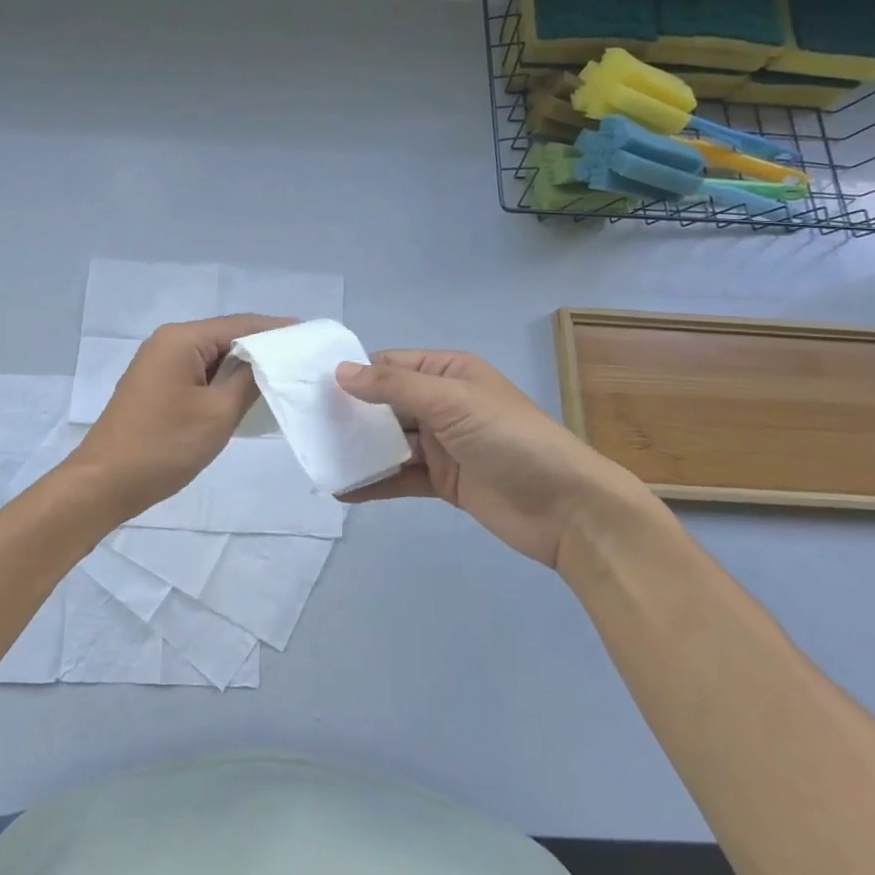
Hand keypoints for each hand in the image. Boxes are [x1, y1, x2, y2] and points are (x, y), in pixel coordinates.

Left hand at [65, 314, 289, 521]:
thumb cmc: (164, 446)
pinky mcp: (156, 384)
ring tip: (283, 376)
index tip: (310, 336)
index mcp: (181, 339)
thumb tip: (268, 357)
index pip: (240, 324)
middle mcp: (168, 341)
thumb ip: (248, 379)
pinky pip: (198, 372)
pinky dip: (222, 379)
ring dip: (242, 366)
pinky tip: (246, 393)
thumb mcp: (217, 414)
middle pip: (225, 336)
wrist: (104, 483)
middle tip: (302, 360)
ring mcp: (158, 363)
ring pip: (212, 356)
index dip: (277, 329)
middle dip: (262, 347)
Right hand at [335, 349, 651, 568]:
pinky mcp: (444, 481)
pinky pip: (400, 477)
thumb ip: (393, 388)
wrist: (568, 508)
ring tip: (317, 457)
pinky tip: (343, 490)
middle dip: (349, 414)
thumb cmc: (510, 439)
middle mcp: (442, 403)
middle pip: (384, 404)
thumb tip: (340, 371)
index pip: (389, 366)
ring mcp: (442, 444)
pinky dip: (374, 482)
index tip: (312, 389)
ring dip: (358, 449)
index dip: (353, 375)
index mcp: (447, 373)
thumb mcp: (450, 402)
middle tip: (305, 426)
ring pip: (389, 441)